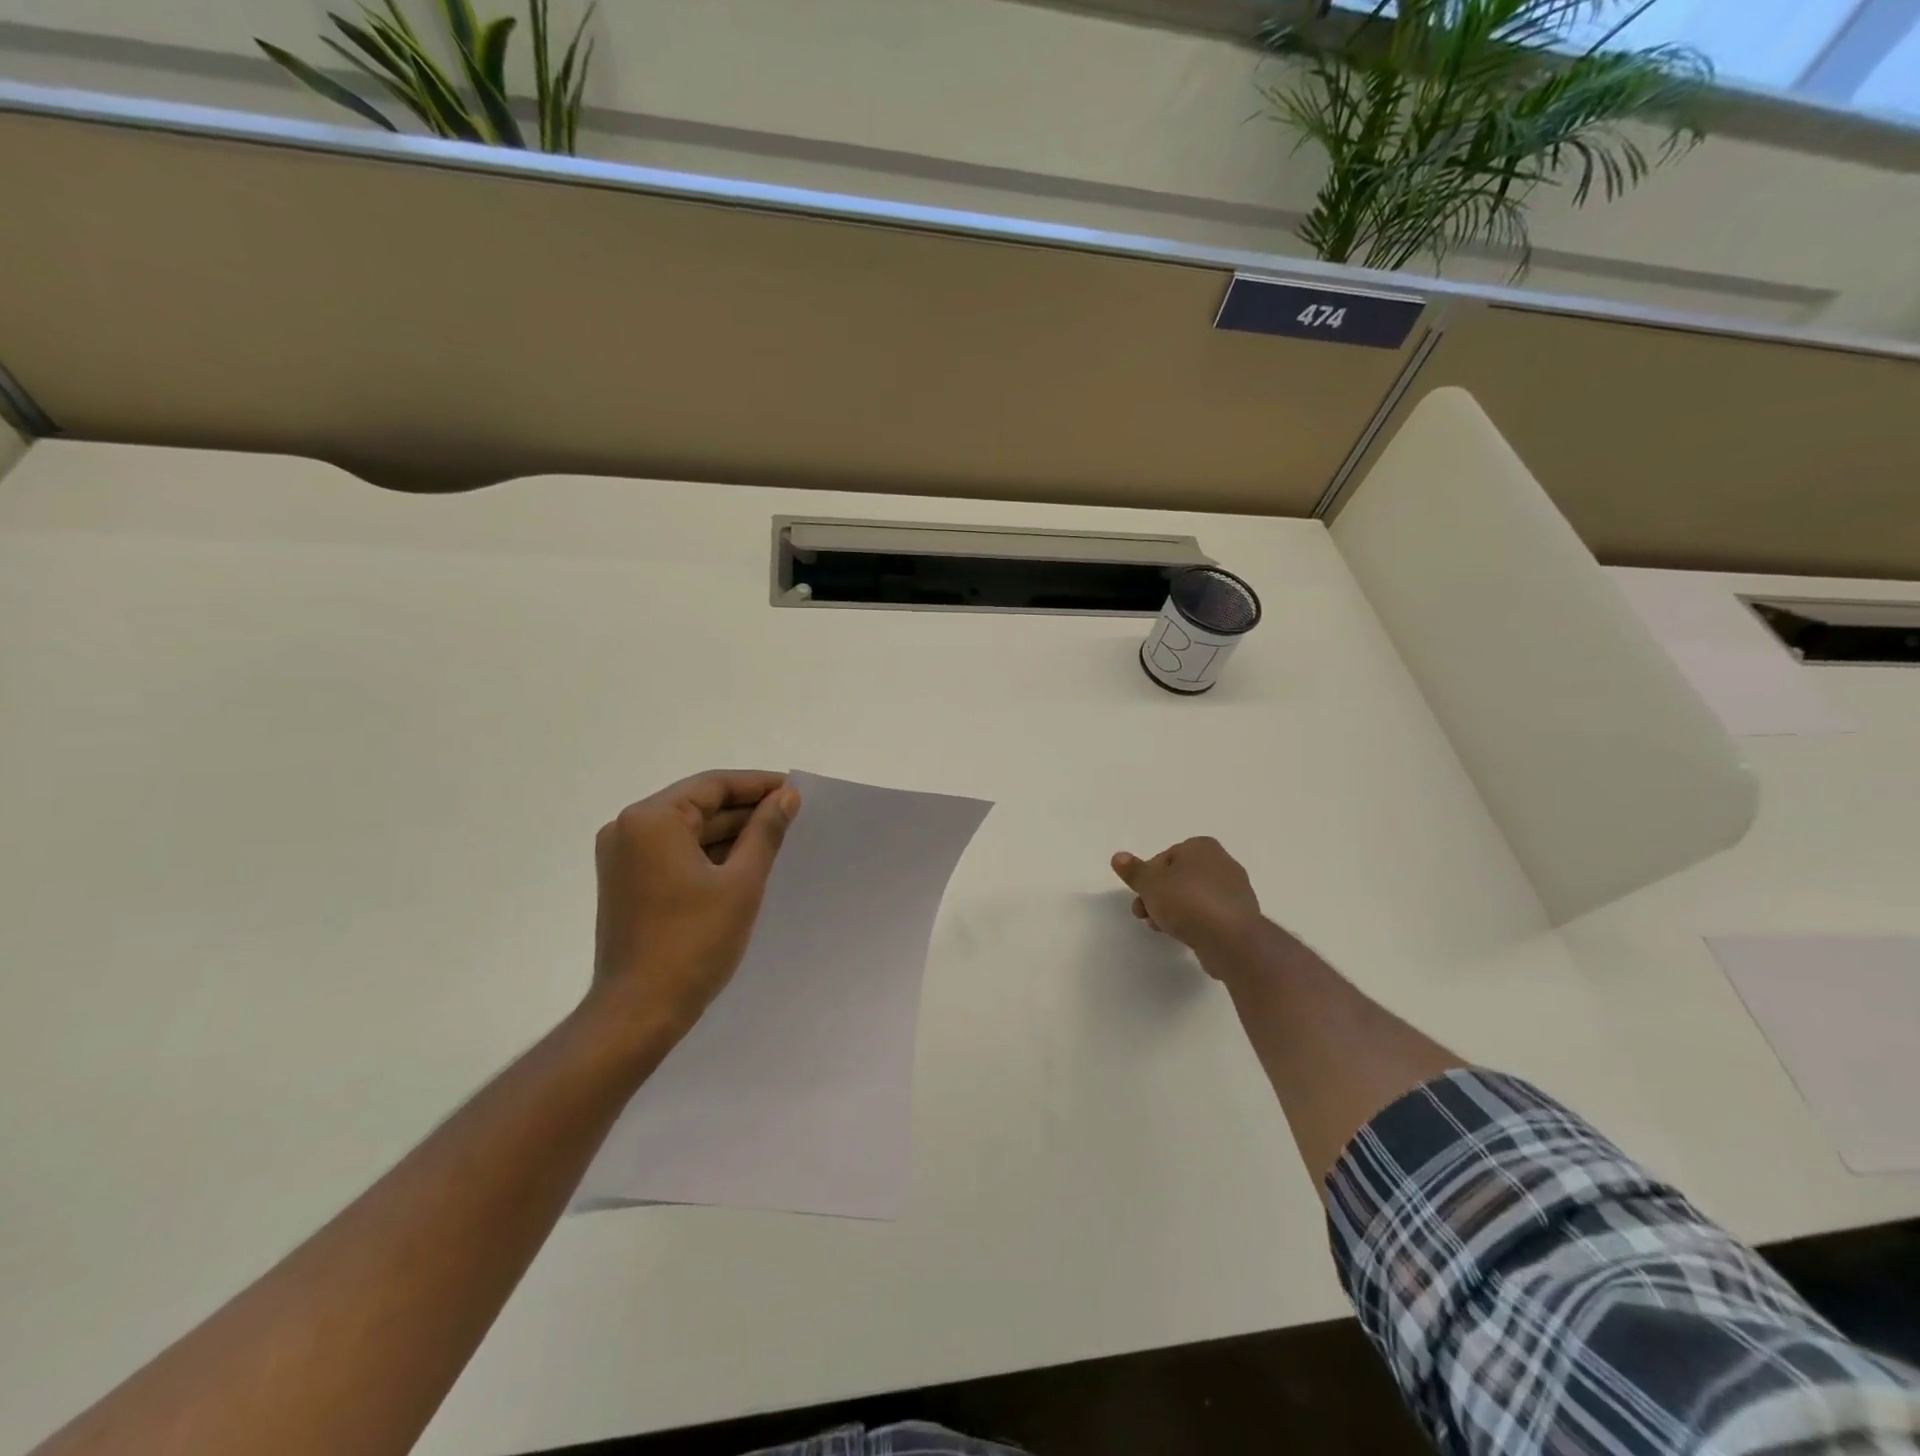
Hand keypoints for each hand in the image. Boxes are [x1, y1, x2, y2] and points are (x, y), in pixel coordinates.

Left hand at [591, 770, 800, 1038]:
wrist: (639, 1011)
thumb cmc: (694, 942)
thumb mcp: (741, 882)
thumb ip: (765, 832)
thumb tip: (786, 796)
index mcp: (651, 820)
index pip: (713, 786)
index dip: (757, 785)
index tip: (794, 790)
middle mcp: (628, 828)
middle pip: (697, 805)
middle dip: (744, 810)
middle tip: (791, 815)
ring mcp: (622, 857)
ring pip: (686, 830)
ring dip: (728, 832)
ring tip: (775, 837)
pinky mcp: (626, 882)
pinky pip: (673, 853)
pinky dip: (707, 853)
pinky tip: (744, 861)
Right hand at [1111, 837, 1262, 967]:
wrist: (1231, 939)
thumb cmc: (1187, 902)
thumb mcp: (1150, 884)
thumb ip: (1134, 871)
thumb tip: (1118, 857)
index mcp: (1202, 847)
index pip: (1166, 857)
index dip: (1148, 876)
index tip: (1141, 894)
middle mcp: (1222, 863)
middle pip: (1179, 878)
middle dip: (1158, 896)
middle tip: (1143, 913)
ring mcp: (1235, 891)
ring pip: (1193, 897)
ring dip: (1173, 910)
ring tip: (1159, 927)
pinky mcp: (1240, 916)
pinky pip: (1209, 915)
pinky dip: (1194, 922)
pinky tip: (1183, 936)